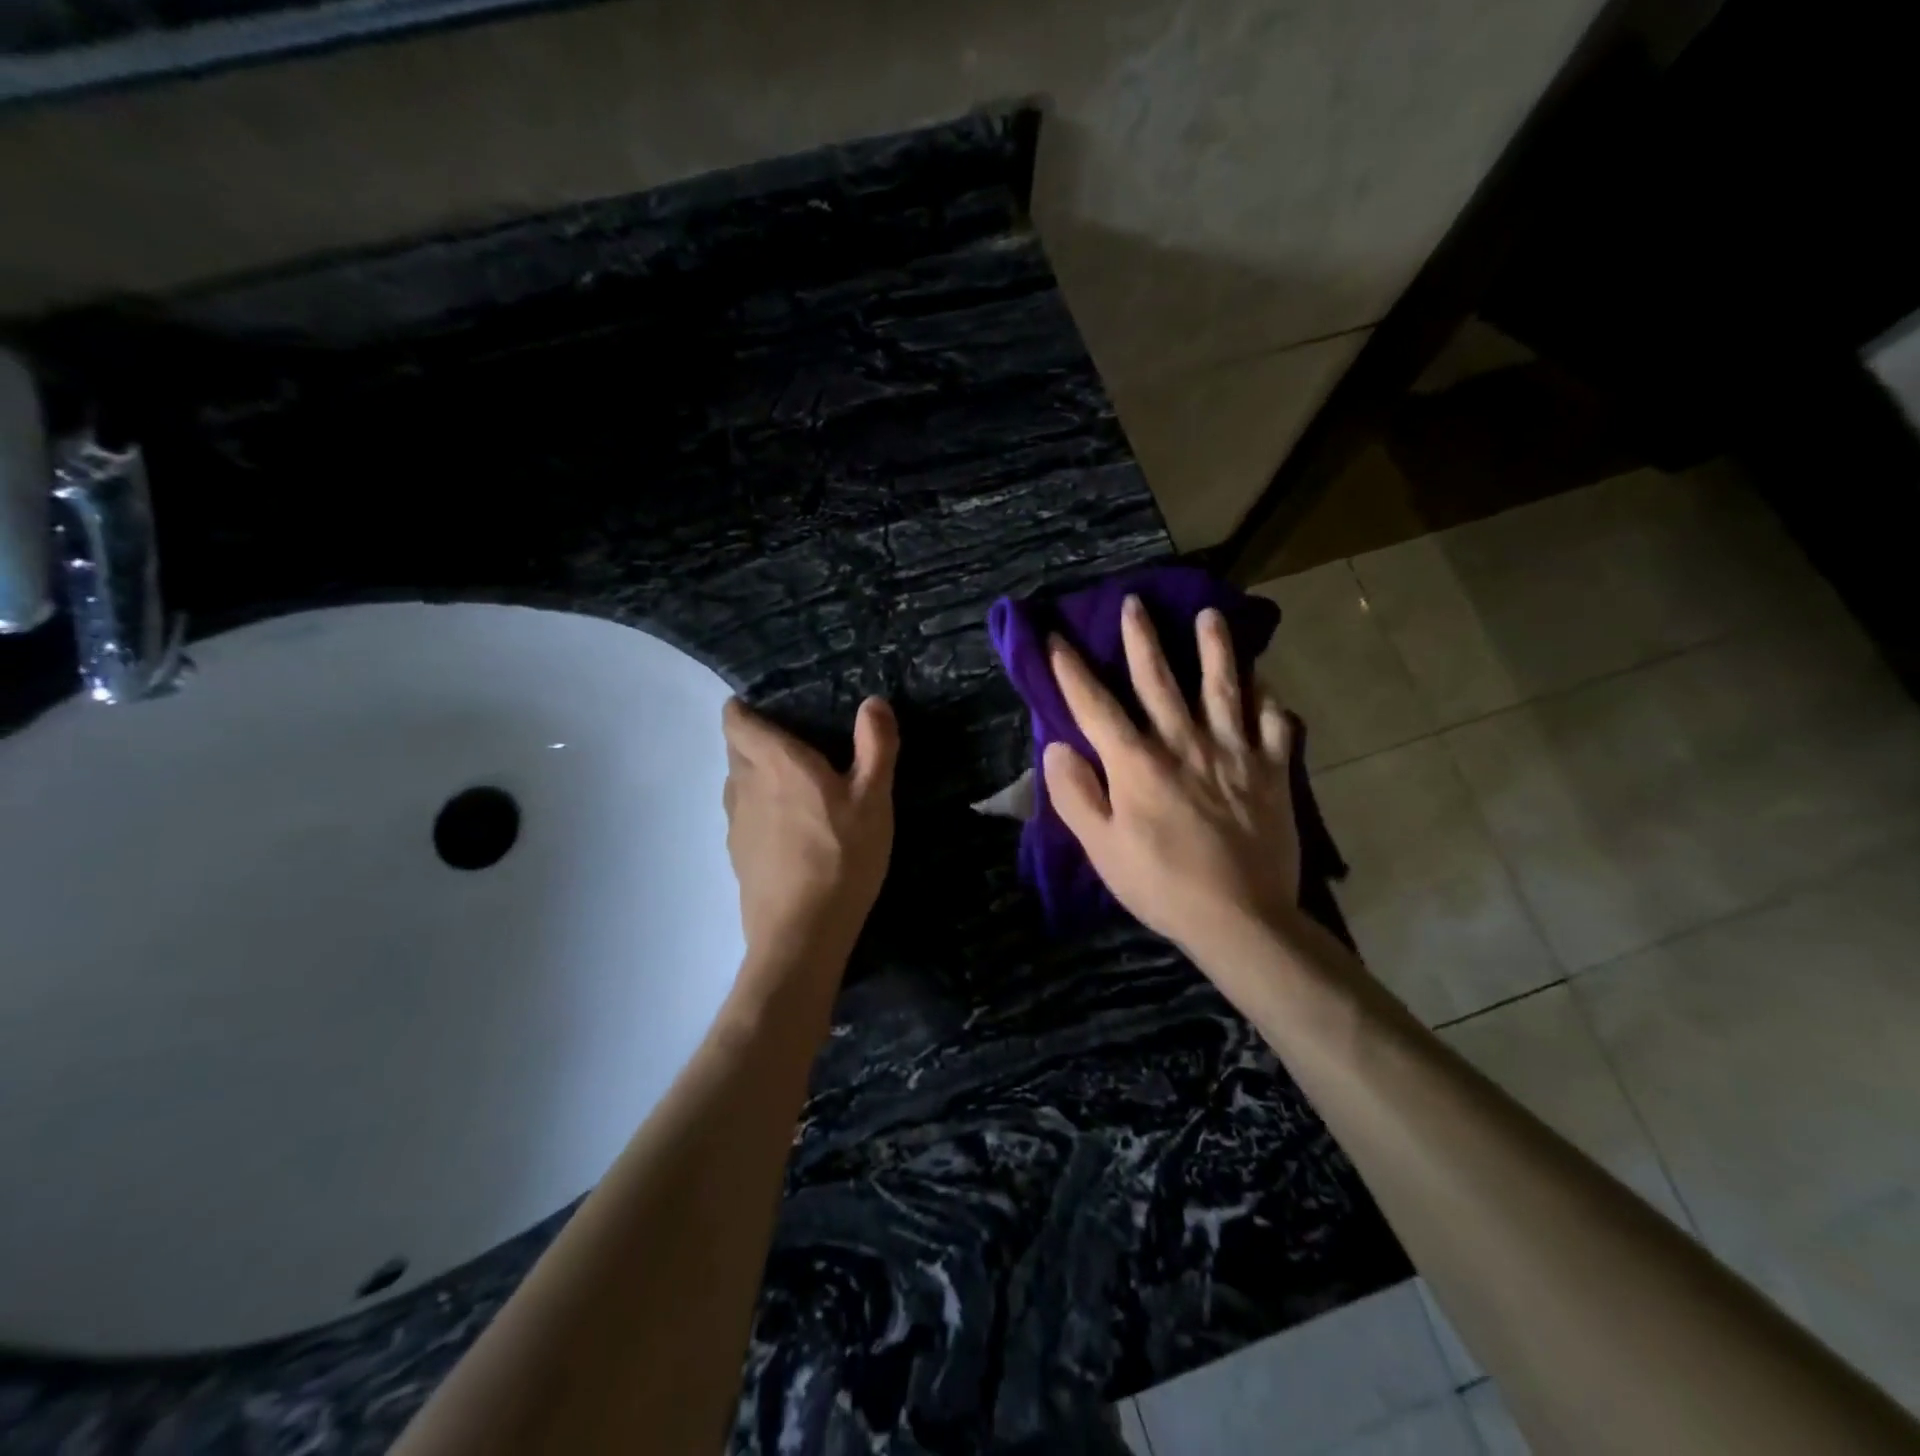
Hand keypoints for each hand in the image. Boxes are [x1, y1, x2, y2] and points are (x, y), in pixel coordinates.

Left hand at [721, 696, 898, 968]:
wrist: (802, 934)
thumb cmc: (842, 857)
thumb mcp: (874, 800)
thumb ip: (876, 746)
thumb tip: (873, 702)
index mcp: (775, 762)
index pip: (735, 719)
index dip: (746, 708)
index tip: (773, 707)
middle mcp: (744, 784)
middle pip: (736, 748)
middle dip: (758, 739)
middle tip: (798, 744)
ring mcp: (736, 823)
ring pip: (738, 782)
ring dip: (758, 775)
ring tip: (796, 786)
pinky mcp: (737, 854)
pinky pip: (744, 815)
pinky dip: (761, 809)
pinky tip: (791, 830)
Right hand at [1042, 597, 1301, 969]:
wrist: (1241, 918)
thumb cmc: (1161, 885)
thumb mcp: (1101, 848)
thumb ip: (1076, 794)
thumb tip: (1058, 747)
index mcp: (1136, 763)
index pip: (1095, 705)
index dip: (1071, 670)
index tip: (1056, 637)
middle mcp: (1183, 743)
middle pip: (1159, 679)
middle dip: (1142, 638)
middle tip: (1134, 602)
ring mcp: (1233, 752)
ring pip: (1223, 687)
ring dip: (1214, 648)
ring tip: (1210, 615)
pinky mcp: (1272, 770)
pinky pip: (1274, 724)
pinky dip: (1269, 700)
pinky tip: (1265, 685)